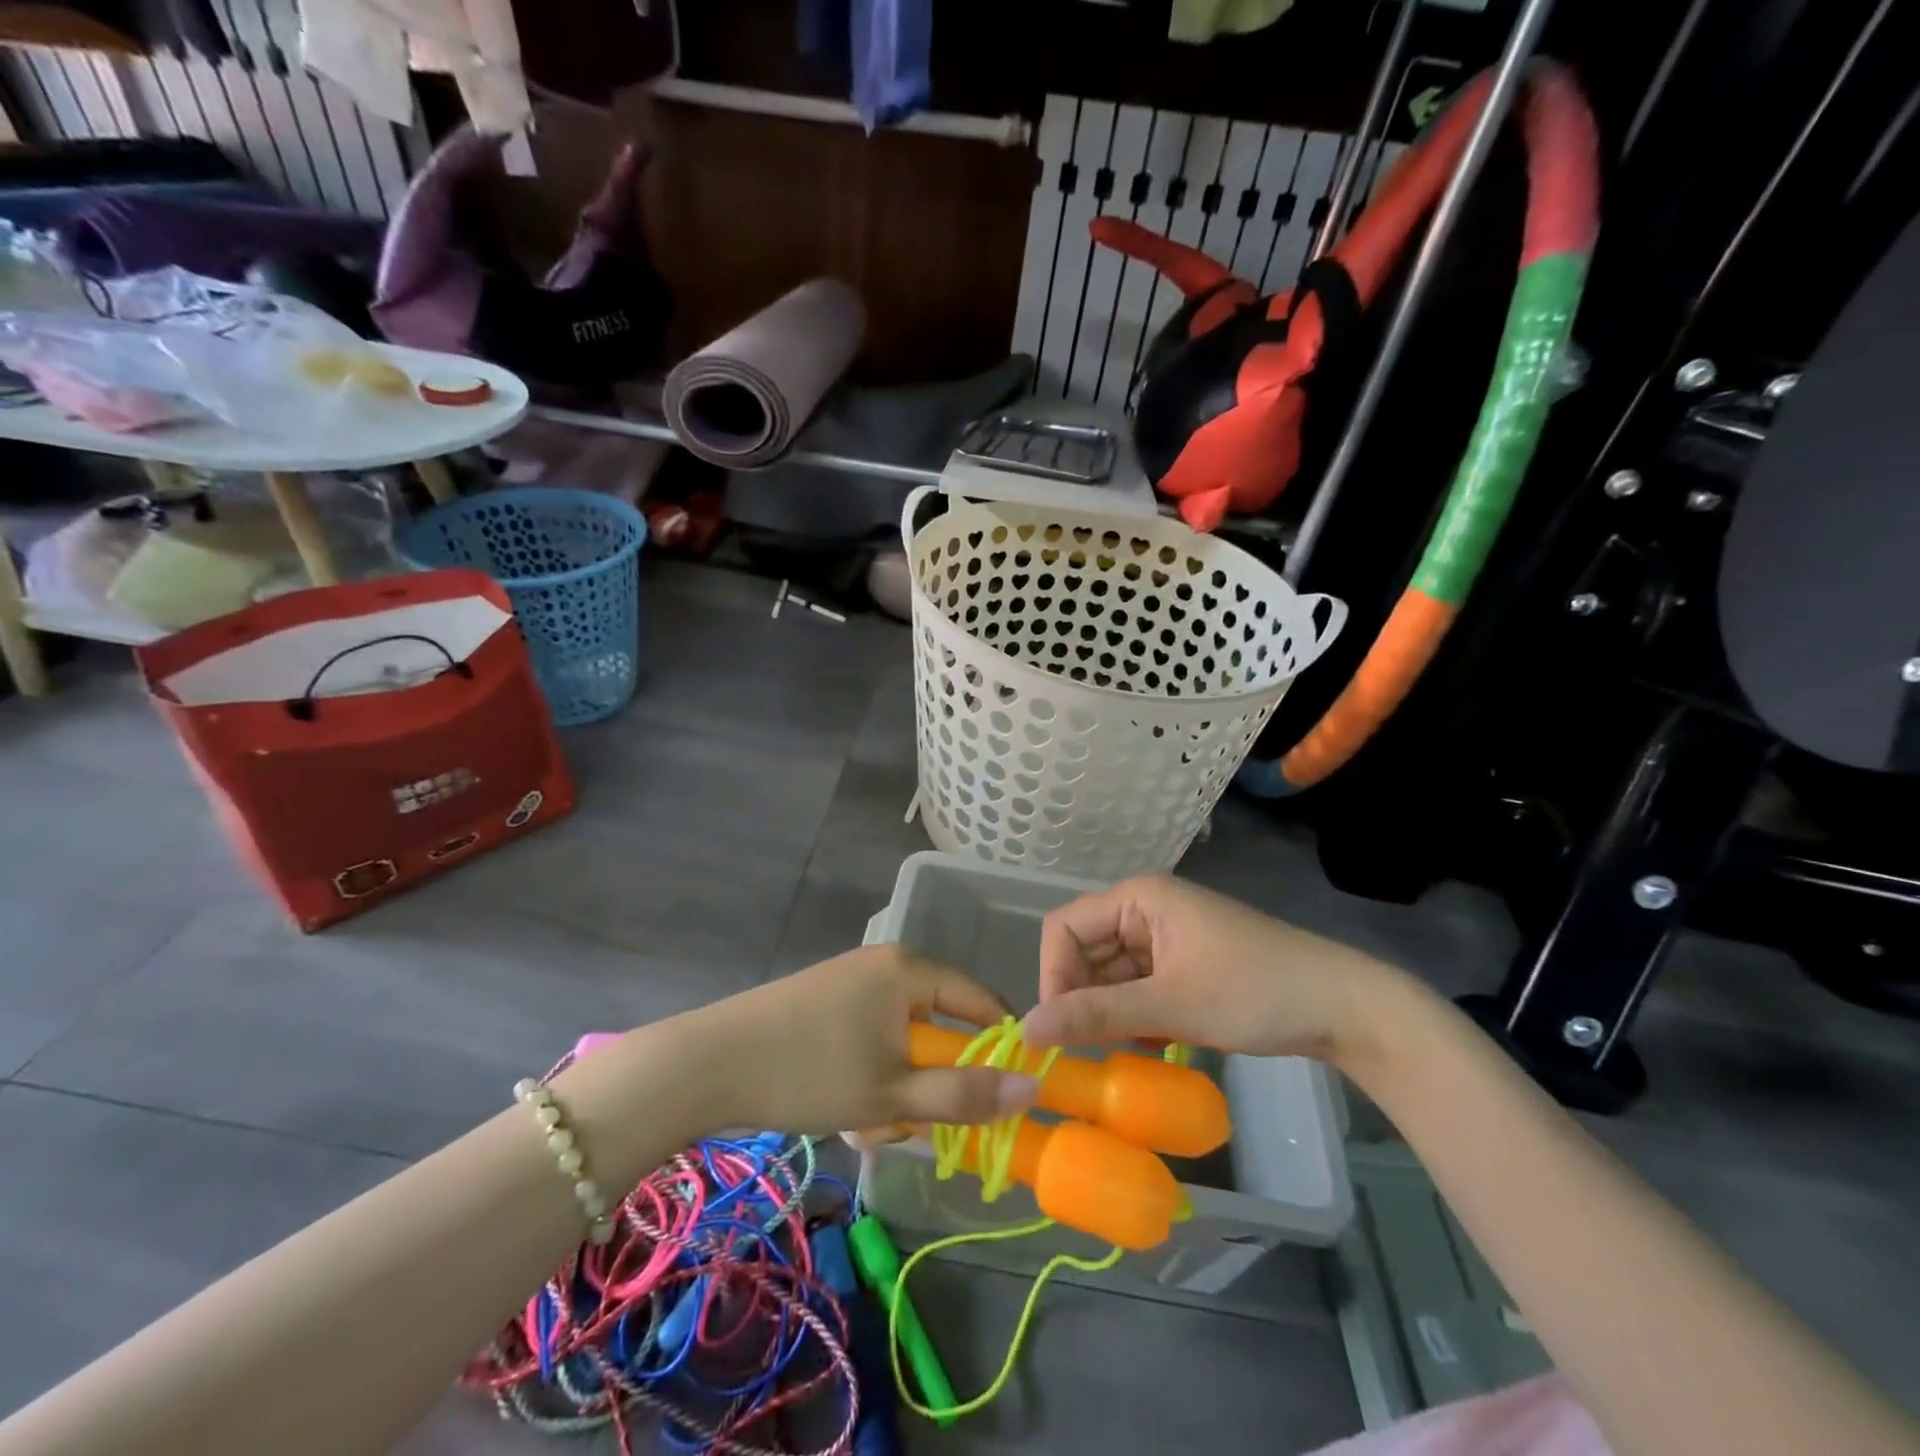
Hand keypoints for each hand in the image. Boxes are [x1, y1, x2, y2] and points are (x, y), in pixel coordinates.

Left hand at [693, 944, 1040, 1134]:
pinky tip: (844, 1105)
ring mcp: (850, 980)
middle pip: (937, 1024)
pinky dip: (869, 1074)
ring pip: (901, 1039)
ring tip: (867, 1122)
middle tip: (910, 1122)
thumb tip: (1034, 1086)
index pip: (981, 1000)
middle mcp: (884, 963)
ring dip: (896, 1086)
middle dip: (931, 1081)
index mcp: (908, 969)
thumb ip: (965, 1095)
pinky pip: (870, 1037)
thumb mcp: (893, 1094)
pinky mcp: (824, 1001)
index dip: (1000, 1047)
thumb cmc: (810, 1072)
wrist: (708, 1064)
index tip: (1004, 1095)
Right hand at [1020, 874, 1413, 1066]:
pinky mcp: (1183, 962)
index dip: (1054, 974)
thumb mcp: (1170, 1005)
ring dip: (1110, 1010)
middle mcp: (1145, 909)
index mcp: (1138, 898)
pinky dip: (1135, 1014)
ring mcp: (1166, 936)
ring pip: (1110, 972)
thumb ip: (1095, 1015)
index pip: (1064, 927)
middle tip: (1092, 1047)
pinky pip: (1137, 985)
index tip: (1061, 1027)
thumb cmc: (1253, 992)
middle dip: (1083, 996)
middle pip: (1085, 950)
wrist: (1342, 1008)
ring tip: (1127, 1047)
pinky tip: (1154, 1040)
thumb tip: (1027, 1030)